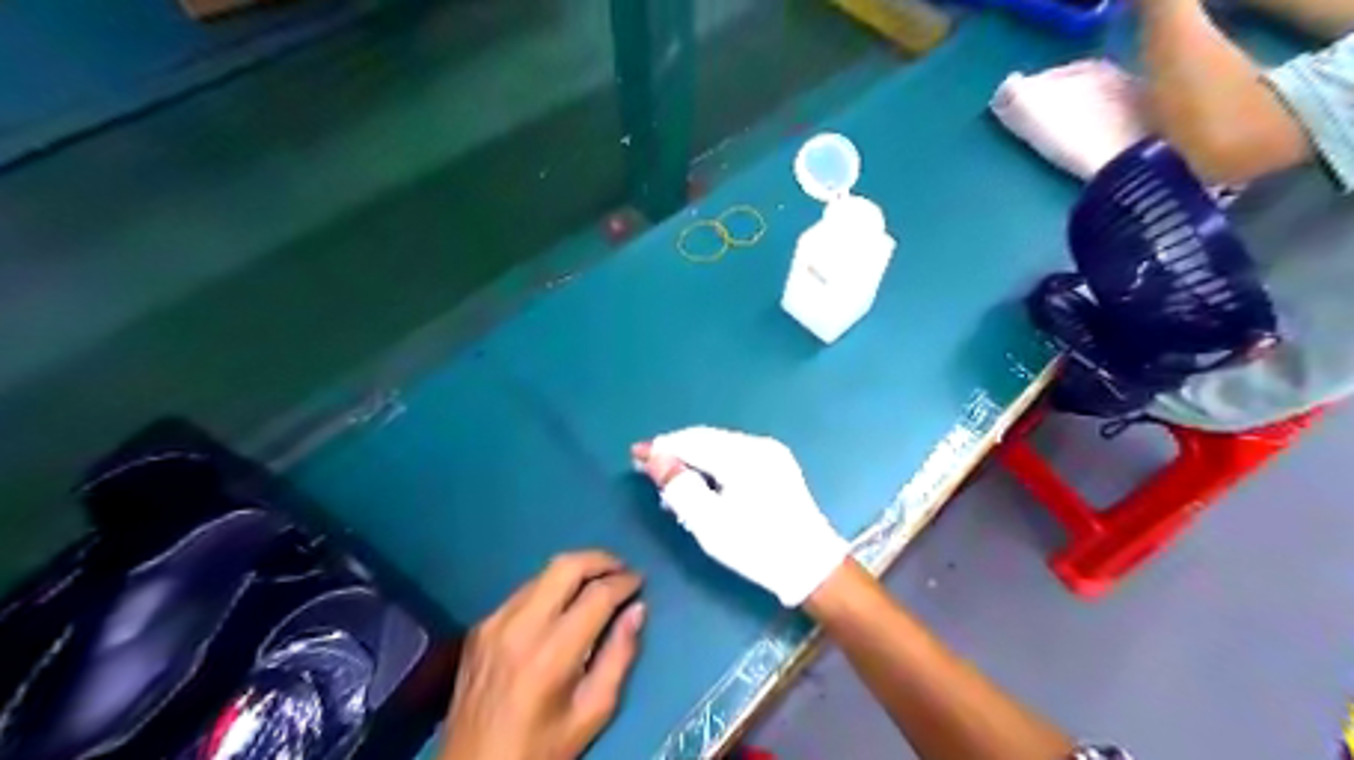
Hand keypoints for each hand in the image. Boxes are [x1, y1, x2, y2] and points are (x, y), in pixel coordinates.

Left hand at [436, 552, 640, 759]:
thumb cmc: (541, 748)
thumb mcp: (592, 712)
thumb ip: (619, 656)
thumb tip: (638, 610)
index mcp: (551, 653)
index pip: (597, 595)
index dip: (624, 582)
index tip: (640, 581)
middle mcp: (520, 626)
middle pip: (566, 566)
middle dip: (600, 560)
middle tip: (622, 569)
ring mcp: (494, 622)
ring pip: (543, 573)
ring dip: (575, 571)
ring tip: (597, 582)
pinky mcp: (480, 626)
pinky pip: (523, 592)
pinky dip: (549, 588)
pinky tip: (561, 605)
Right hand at [633, 427, 843, 606]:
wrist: (811, 567)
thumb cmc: (757, 547)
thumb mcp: (709, 523)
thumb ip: (679, 487)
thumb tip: (655, 458)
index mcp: (744, 455)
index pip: (692, 441)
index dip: (662, 447)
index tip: (635, 455)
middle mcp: (759, 445)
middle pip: (706, 439)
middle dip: (676, 452)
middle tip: (648, 468)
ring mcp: (772, 454)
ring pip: (720, 447)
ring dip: (693, 459)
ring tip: (671, 482)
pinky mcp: (777, 466)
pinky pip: (734, 456)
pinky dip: (712, 465)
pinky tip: (701, 484)